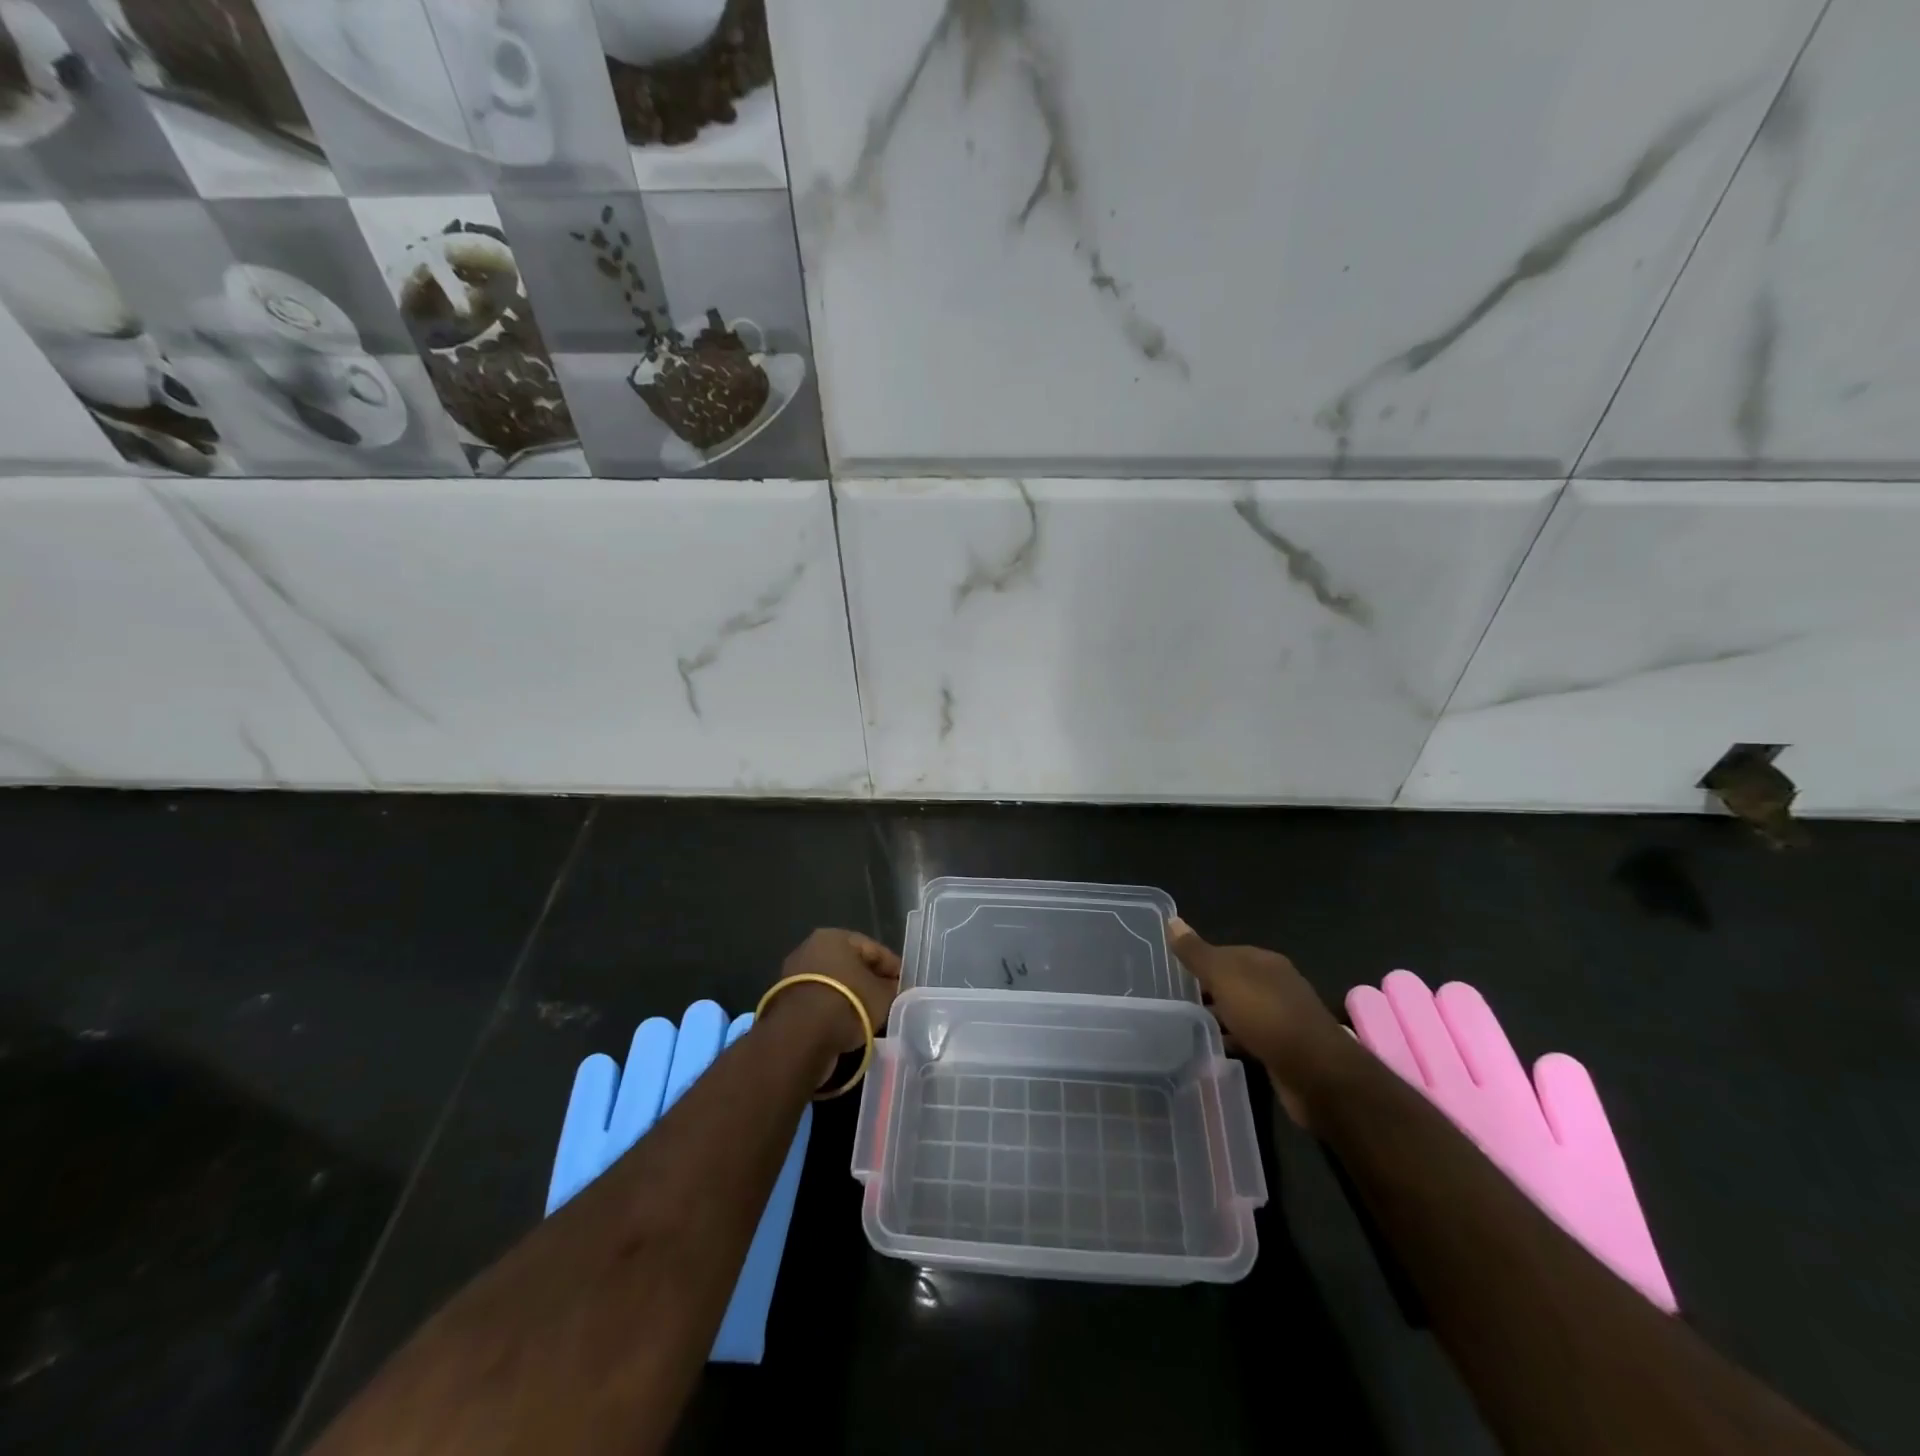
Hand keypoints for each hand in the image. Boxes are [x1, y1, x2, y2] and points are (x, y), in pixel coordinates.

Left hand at [773, 928, 901, 1055]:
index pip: (873, 949)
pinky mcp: (785, 1000)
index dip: (892, 967)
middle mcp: (811, 948)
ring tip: (868, 1014)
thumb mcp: (882, 995)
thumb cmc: (848, 1003)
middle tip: (888, 998)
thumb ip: (891, 987)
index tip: (905, 984)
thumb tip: (892, 986)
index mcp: (835, 937)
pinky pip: (819, 999)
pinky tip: (846, 1023)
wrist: (801, 1038)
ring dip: (850, 995)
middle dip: (869, 980)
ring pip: (833, 982)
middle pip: (850, 964)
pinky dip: (833, 1008)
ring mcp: (794, 974)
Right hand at [1168, 917, 1353, 1123]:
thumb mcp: (1223, 976)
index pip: (1225, 952)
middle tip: (1175, 1001)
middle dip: (1208, 990)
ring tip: (1188, 1026)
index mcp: (1265, 962)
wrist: (1315, 1073)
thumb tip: (1172, 920)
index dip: (1200, 961)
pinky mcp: (1284, 1050)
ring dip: (1220, 1018)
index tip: (1174, 974)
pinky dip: (1233, 1041)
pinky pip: (1250, 1038)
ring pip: (1242, 1011)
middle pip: (1234, 982)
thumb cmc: (1266, 1015)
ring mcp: (1283, 1019)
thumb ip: (1196, 952)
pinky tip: (1214, 1050)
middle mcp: (1277, 985)